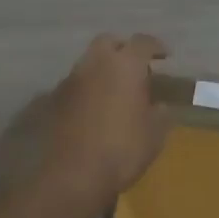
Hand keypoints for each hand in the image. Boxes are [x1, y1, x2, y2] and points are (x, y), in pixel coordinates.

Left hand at [41, 33, 170, 203]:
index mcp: (124, 65)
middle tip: (136, 66)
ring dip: (102, 69)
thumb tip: (160, 106)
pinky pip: (76, 85)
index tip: (165, 55)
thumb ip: (160, 114)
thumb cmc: (122, 150)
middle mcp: (94, 64)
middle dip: (123, 49)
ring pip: (89, 62)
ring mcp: (70, 81)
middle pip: (108, 42)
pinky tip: (96, 109)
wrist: (72, 176)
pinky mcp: (54, 101)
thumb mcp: (155, 135)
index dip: (156, 46)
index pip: (142, 42)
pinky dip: (88, 89)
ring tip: (116, 90)